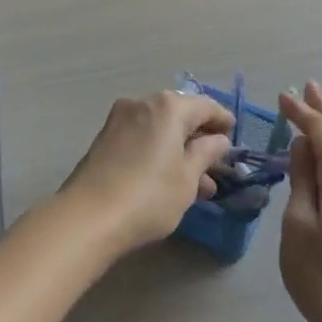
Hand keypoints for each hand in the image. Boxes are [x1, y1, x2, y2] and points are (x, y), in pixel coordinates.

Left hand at [60, 91, 235, 254]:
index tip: (234, 135)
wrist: (87, 218)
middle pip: (180, 114)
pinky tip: (170, 181)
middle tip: (216, 163)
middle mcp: (142, 104)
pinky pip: (142, 138)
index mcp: (168, 107)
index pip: (205, 106)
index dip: (222, 120)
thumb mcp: (188, 178)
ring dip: (180, 150)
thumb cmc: (149, 196)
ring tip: (199, 184)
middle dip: (199, 138)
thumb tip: (218, 140)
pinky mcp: (105, 139)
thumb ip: (206, 154)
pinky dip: (159, 152)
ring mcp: (119, 120)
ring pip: (160, 129)